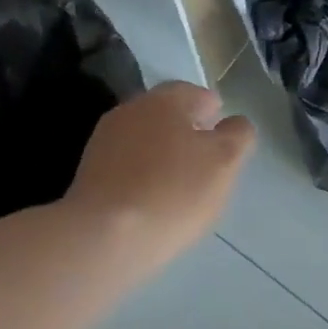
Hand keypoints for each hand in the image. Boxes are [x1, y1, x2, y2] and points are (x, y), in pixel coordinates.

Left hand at [67, 82, 255, 276]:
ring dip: (162, 154)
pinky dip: (142, 175)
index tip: (223, 131)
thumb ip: (237, 137)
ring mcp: (103, 142)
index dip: (212, 109)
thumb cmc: (174, 192)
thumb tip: (235, 124)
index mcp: (163, 100)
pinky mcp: (90, 174)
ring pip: (143, 140)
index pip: (194, 93)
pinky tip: (153, 199)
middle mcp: (129, 111)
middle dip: (186, 130)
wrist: (105, 235)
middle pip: (165, 115)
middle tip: (205, 158)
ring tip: (181, 182)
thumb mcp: (224, 163)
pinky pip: (126, 167)